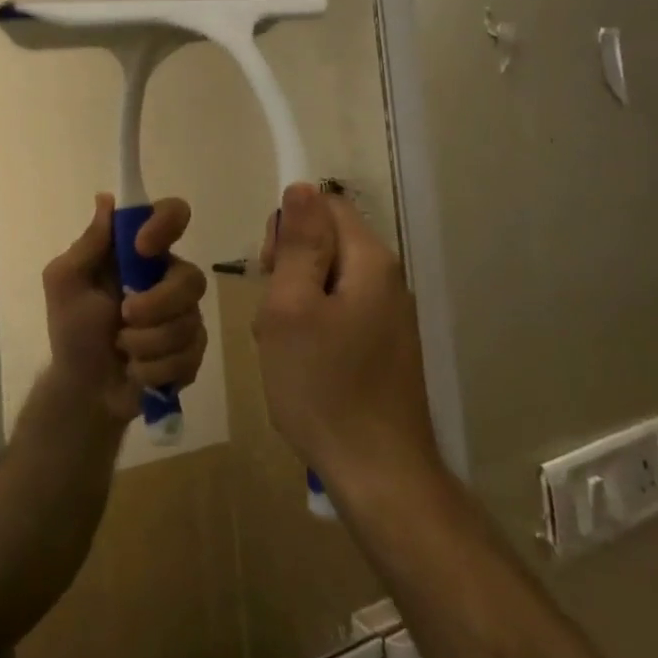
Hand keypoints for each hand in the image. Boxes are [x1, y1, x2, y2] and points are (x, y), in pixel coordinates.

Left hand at [41, 194, 207, 424]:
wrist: (84, 389)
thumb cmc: (72, 330)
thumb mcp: (65, 282)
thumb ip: (88, 244)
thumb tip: (106, 199)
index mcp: (139, 255)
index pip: (172, 215)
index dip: (166, 224)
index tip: (142, 247)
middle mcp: (167, 278)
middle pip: (191, 277)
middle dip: (156, 305)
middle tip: (124, 317)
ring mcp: (184, 315)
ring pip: (189, 321)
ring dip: (147, 343)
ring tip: (123, 349)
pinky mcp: (192, 351)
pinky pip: (190, 354)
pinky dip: (155, 367)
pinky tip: (137, 370)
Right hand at [256, 183, 440, 493]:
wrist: (377, 471)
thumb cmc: (323, 385)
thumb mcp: (292, 307)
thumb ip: (297, 243)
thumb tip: (301, 186)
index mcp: (369, 261)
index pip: (324, 206)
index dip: (287, 228)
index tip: (269, 271)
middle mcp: (387, 279)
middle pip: (325, 243)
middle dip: (287, 269)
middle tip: (274, 316)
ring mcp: (388, 315)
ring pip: (326, 282)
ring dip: (294, 304)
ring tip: (283, 348)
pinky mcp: (383, 345)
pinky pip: (337, 314)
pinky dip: (311, 329)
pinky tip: (300, 365)